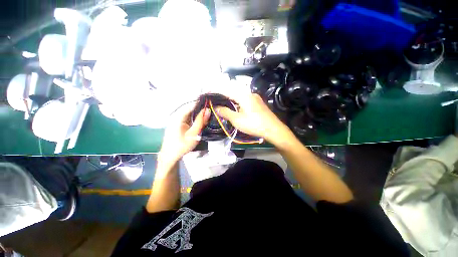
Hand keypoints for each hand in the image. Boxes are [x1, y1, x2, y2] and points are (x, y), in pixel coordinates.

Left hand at [159, 103, 209, 164]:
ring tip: (208, 112)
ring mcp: (176, 119)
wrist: (170, 155)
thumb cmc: (181, 146)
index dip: (201, 102)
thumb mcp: (193, 134)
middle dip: (201, 107)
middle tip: (211, 107)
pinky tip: (201, 118)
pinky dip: (195, 116)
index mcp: (178, 117)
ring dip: (198, 112)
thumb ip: (200, 121)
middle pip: (190, 108)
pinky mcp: (178, 122)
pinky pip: (188, 116)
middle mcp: (176, 115)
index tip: (210, 101)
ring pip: (189, 112)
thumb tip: (207, 110)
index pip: (191, 105)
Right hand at [216, 93, 292, 145]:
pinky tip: (235, 108)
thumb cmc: (254, 124)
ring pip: (239, 96)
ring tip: (223, 105)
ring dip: (231, 99)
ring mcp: (255, 98)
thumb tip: (216, 107)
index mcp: (243, 95)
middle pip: (233, 92)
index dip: (217, 91)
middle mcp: (249, 93)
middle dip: (223, 95)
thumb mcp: (237, 120)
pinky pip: (244, 100)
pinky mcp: (258, 103)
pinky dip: (237, 102)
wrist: (273, 129)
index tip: (209, 93)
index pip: (226, 90)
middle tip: (216, 101)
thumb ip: (225, 112)